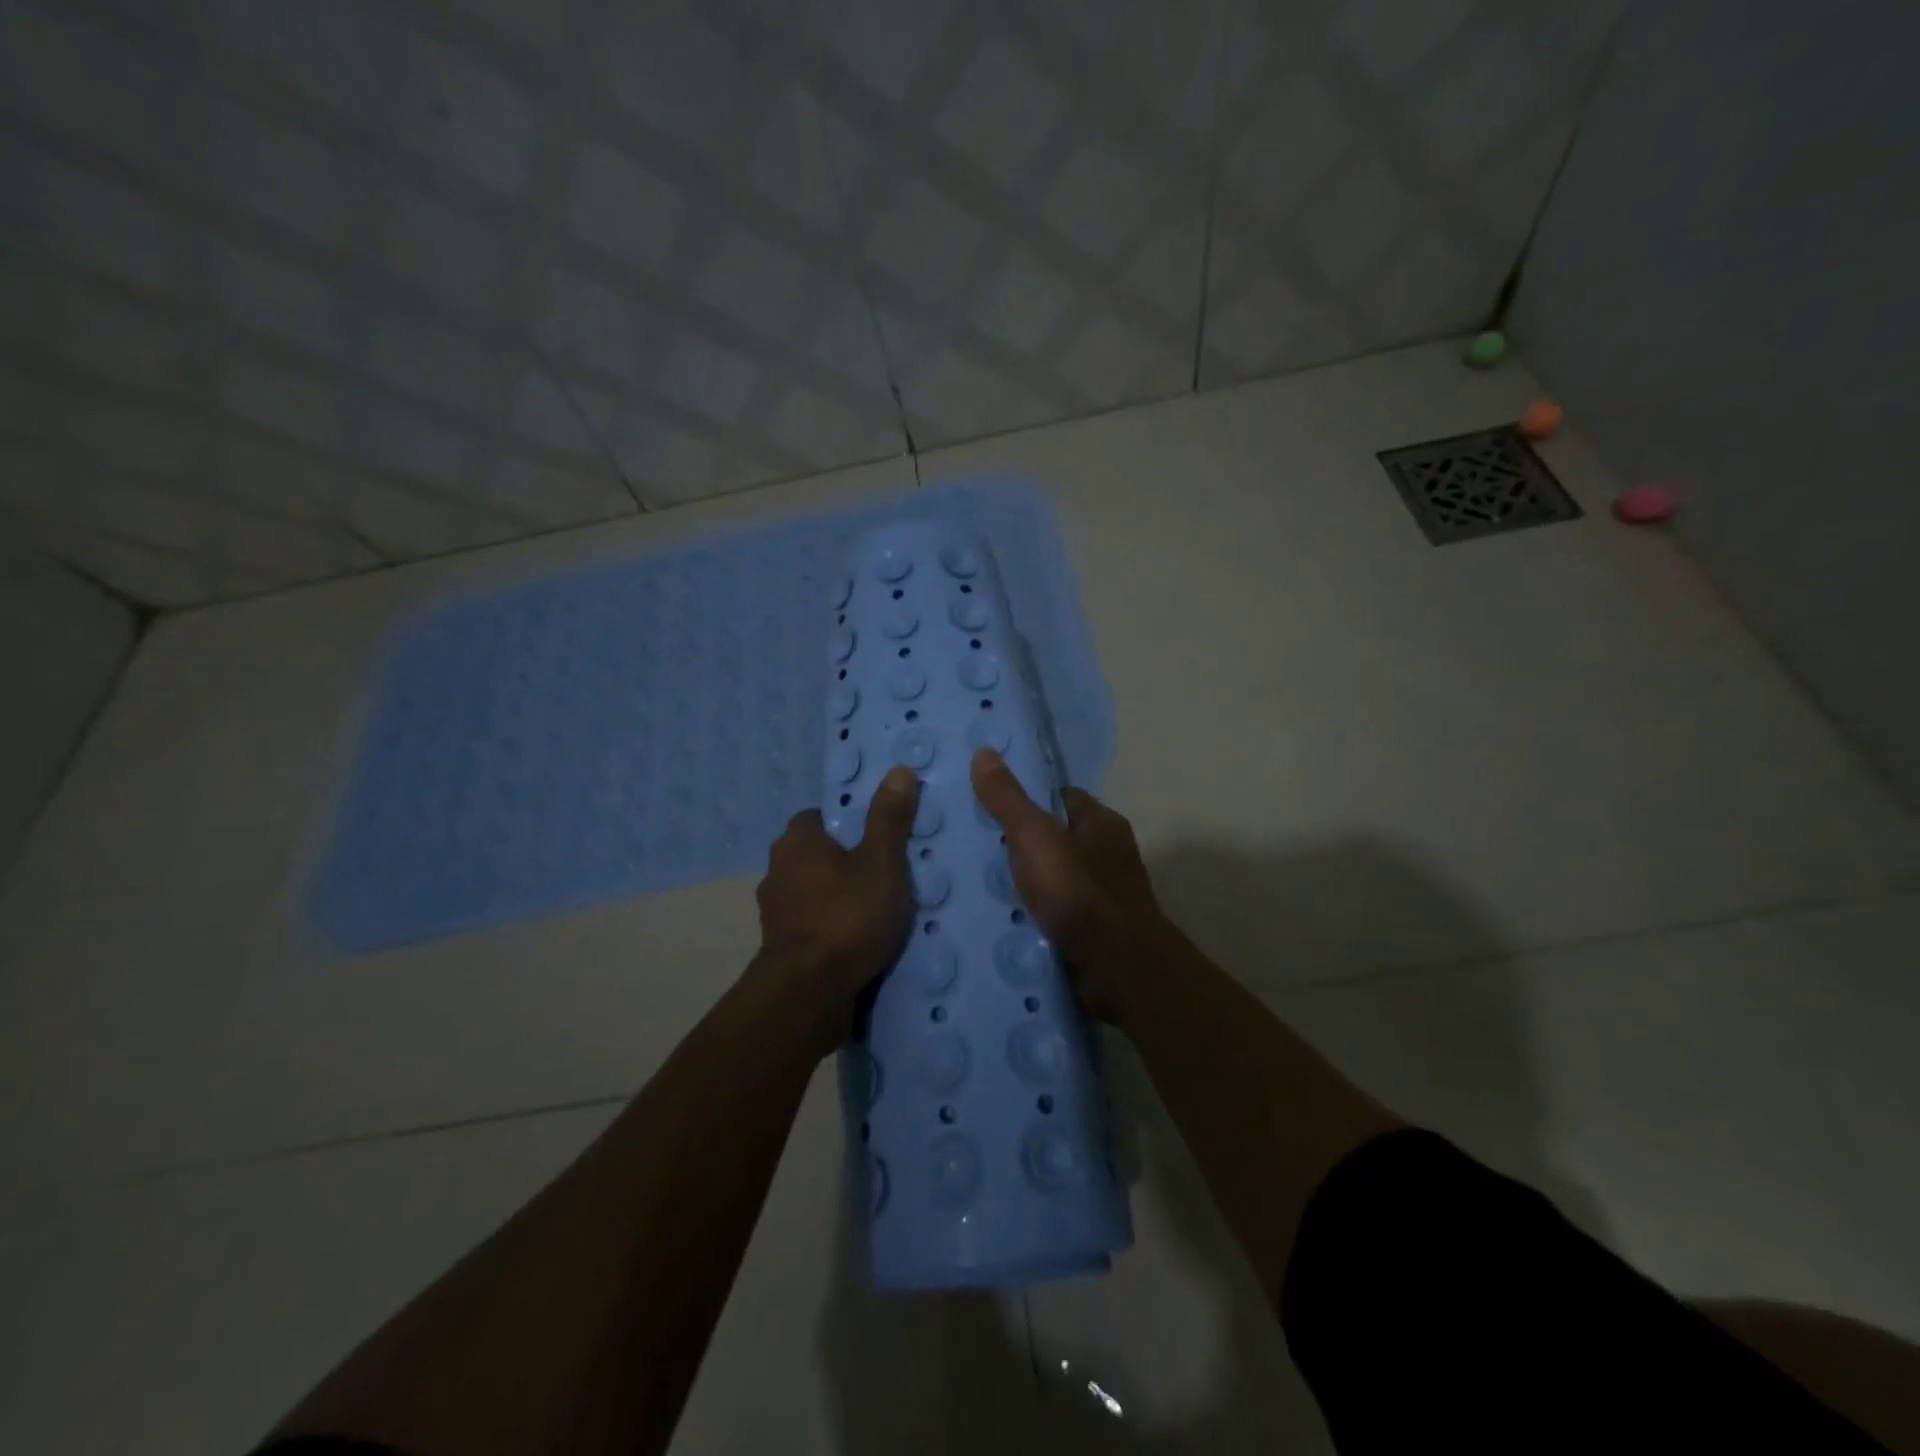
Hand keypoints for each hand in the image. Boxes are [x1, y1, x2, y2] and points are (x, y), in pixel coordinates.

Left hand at [752, 766, 920, 1054]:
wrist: (809, 993)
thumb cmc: (847, 916)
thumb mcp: (881, 862)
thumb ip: (889, 818)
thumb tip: (898, 770)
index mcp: (796, 841)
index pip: (819, 816)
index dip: (848, 823)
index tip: (878, 839)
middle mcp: (777, 870)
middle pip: (815, 855)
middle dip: (844, 862)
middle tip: (884, 873)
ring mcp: (774, 912)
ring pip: (812, 892)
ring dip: (836, 898)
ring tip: (875, 911)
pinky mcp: (780, 948)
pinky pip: (811, 925)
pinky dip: (830, 928)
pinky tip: (857, 941)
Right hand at [970, 749, 1166, 1025]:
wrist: (1117, 967)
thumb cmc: (1077, 891)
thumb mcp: (1034, 837)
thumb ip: (1007, 799)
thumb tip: (983, 751)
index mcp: (1103, 823)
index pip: (1062, 798)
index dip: (1030, 799)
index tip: (993, 806)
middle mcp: (1111, 854)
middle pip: (1059, 839)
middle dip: (1025, 845)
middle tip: (979, 848)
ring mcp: (1107, 896)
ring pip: (1059, 878)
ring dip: (1031, 884)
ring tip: (983, 885)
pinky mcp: (1098, 931)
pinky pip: (1061, 913)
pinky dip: (1039, 915)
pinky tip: (1009, 920)